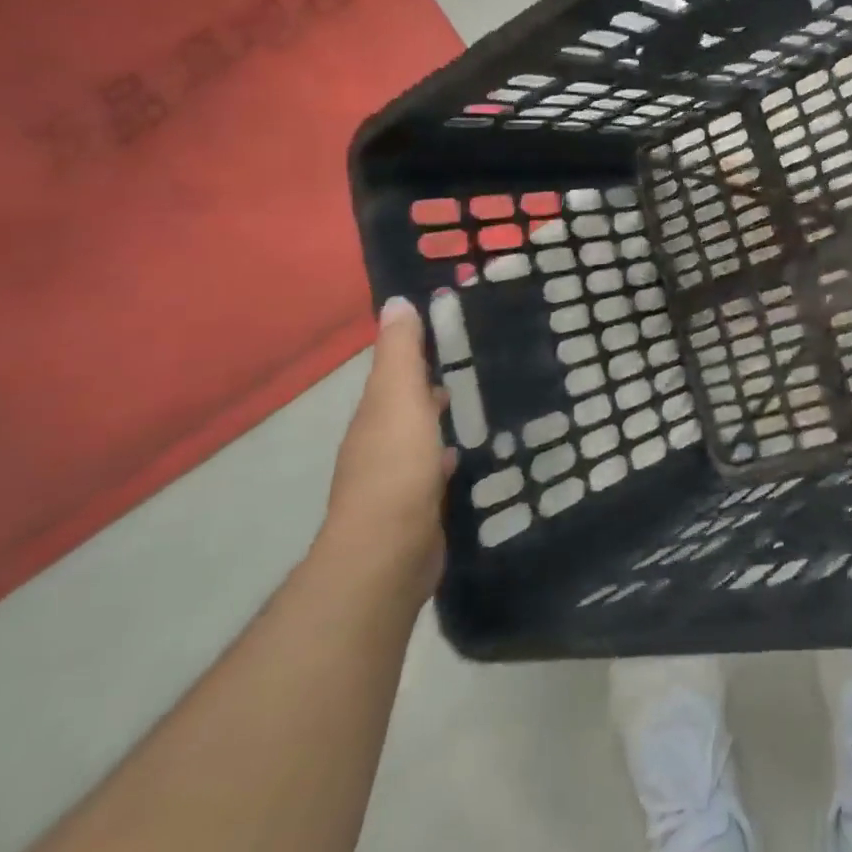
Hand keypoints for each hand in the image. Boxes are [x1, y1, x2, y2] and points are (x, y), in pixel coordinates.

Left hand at [319, 296, 456, 603]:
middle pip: (406, 405)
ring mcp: (396, 479)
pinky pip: (433, 470)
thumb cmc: (396, 465)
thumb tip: (394, 301)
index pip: (394, 373)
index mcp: (375, 414)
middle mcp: (379, 443)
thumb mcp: (399, 397)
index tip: (450, 330)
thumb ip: (400, 353)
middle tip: (474, 363)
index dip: (416, 351)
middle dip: (431, 386)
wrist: (389, 550)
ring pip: (420, 437)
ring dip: (438, 421)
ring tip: (476, 404)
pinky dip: (445, 456)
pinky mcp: (416, 508)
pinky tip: (465, 455)